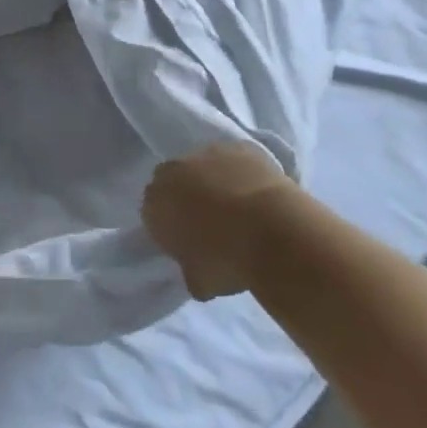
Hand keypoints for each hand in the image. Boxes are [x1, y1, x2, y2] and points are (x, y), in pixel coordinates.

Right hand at [143, 144, 302, 300]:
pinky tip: (256, 192)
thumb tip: (196, 267)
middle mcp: (173, 171)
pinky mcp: (240, 146)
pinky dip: (241, 173)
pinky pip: (234, 160)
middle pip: (173, 182)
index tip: (186, 243)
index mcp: (155, 203)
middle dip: (185, 197)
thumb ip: (189, 268)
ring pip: (203, 166)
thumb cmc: (227, 261)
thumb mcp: (199, 281)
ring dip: (212, 181)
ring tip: (237, 208)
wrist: (273, 232)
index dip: (169, 228)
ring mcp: (207, 153)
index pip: (153, 212)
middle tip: (208, 223)